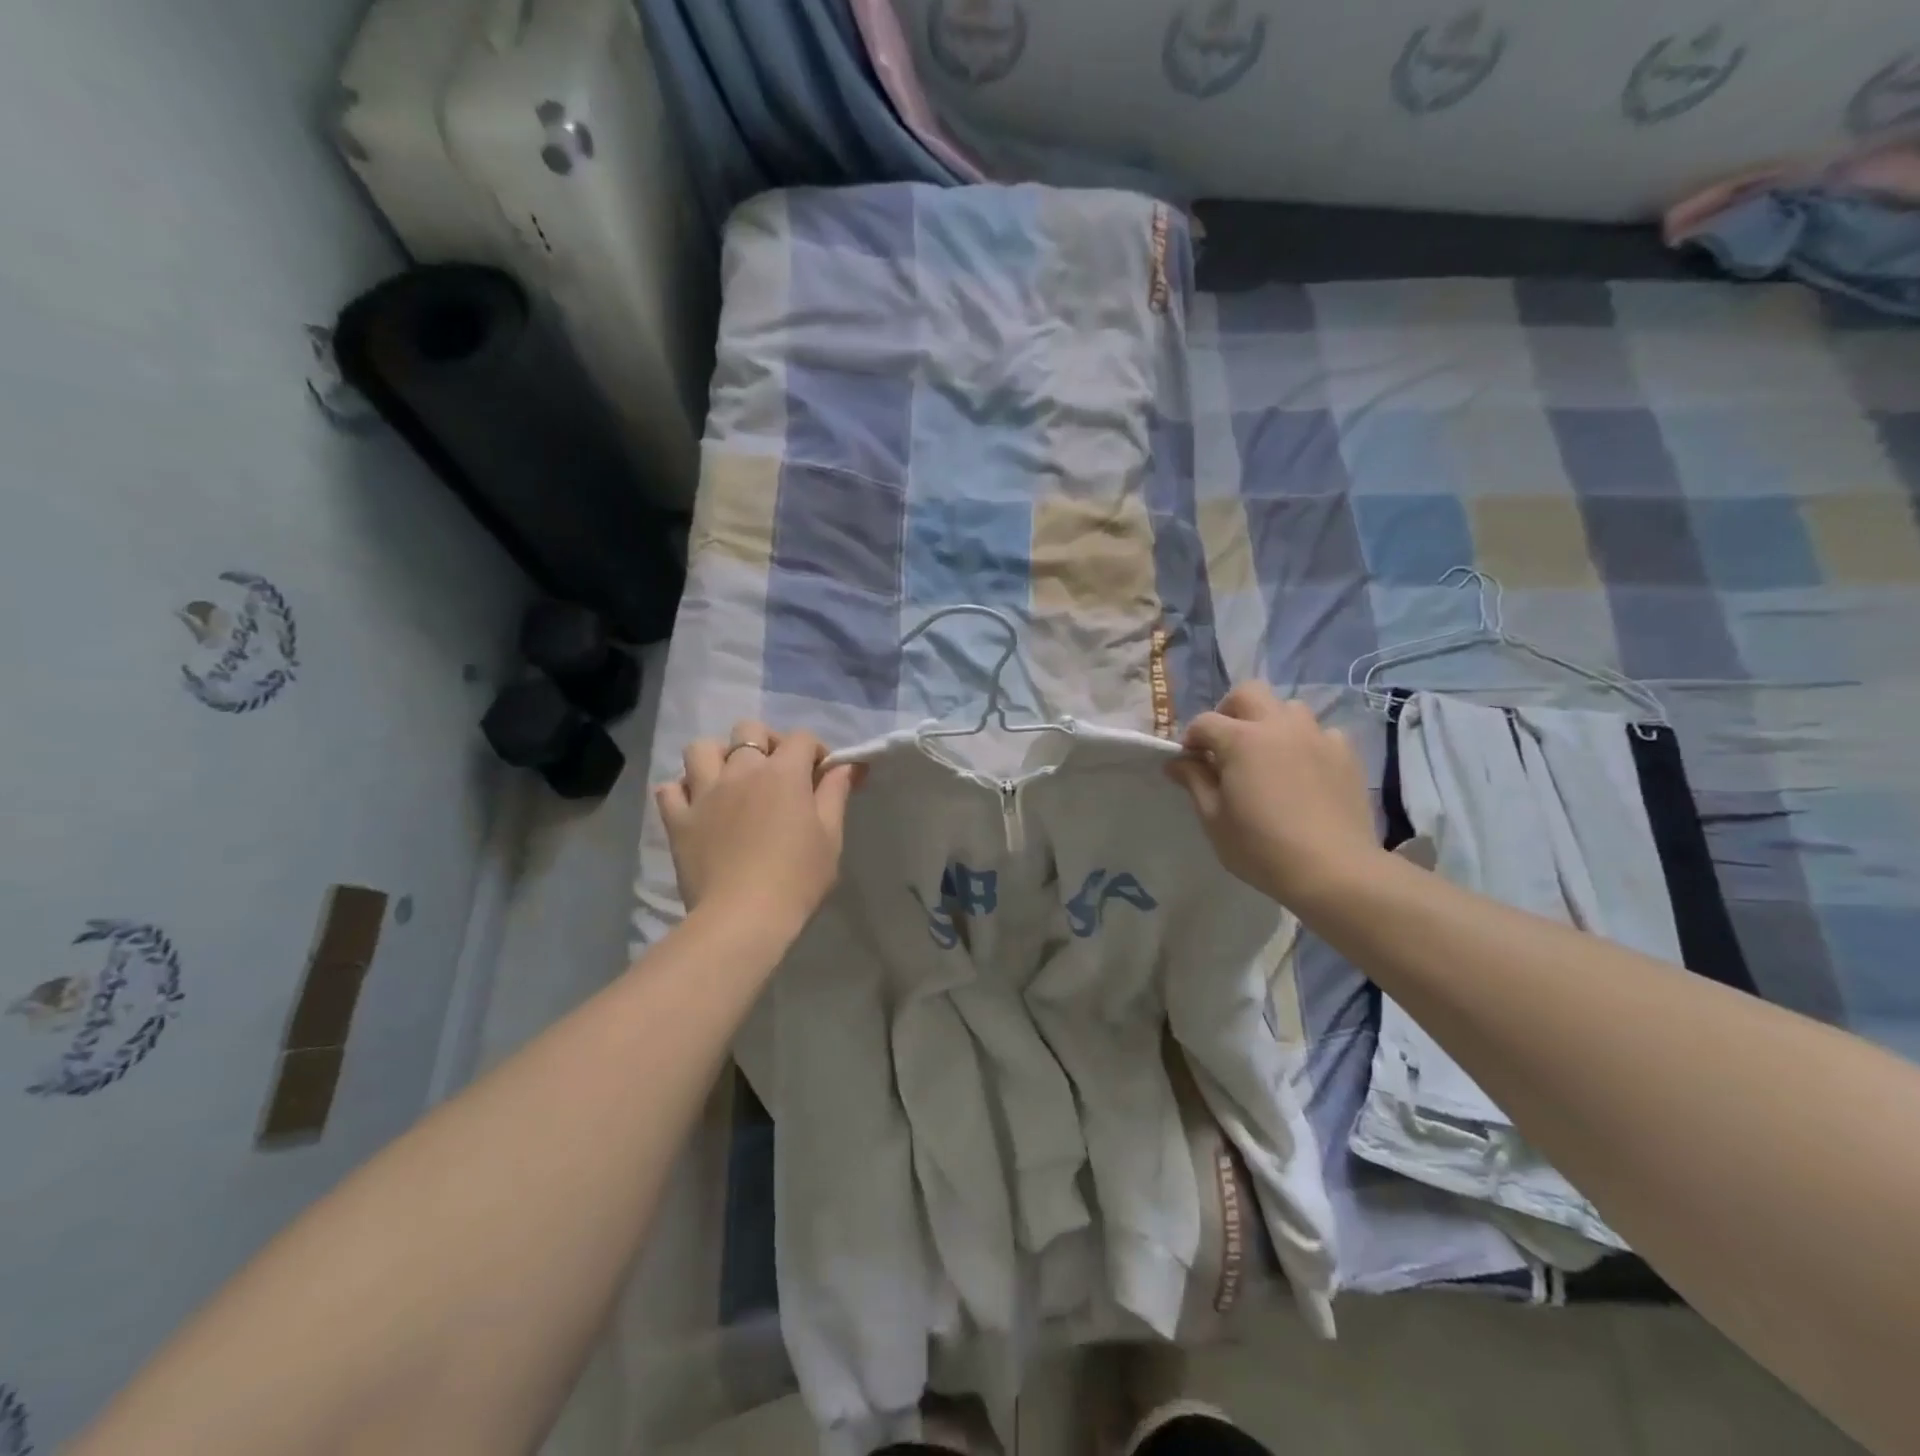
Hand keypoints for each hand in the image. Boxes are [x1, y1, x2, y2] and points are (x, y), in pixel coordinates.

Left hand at [655, 720, 859, 941]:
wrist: (743, 918)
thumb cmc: (797, 878)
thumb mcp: (831, 836)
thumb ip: (836, 793)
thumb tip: (848, 765)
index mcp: (783, 773)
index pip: (802, 738)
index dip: (816, 751)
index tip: (822, 777)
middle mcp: (741, 771)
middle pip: (749, 730)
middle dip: (767, 742)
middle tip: (777, 773)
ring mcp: (704, 792)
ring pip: (701, 749)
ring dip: (718, 757)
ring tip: (730, 781)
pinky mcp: (678, 819)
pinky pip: (669, 789)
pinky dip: (682, 791)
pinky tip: (697, 806)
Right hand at [1167, 683, 1383, 910]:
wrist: (1334, 870)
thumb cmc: (1261, 848)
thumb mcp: (1214, 819)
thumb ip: (1195, 782)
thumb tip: (1177, 761)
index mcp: (1241, 740)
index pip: (1204, 722)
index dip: (1191, 740)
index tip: (1189, 764)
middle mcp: (1279, 726)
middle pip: (1248, 693)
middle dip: (1230, 711)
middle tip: (1226, 745)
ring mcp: (1317, 737)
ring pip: (1289, 708)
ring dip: (1271, 723)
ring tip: (1268, 756)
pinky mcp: (1346, 754)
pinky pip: (1321, 734)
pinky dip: (1306, 744)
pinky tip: (1304, 771)